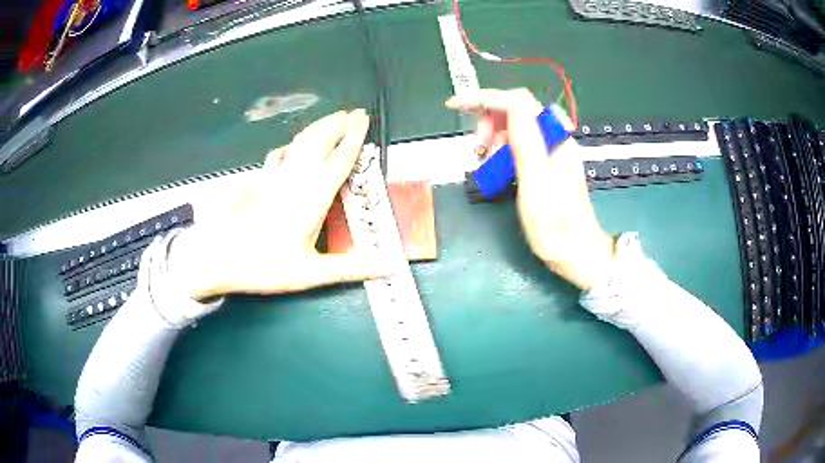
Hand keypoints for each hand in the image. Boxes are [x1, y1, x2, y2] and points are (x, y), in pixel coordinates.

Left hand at [168, 110, 382, 301]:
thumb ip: (349, 268)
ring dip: (319, 127)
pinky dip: (293, 143)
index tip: (363, 118)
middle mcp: (295, 180)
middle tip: (353, 112)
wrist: (217, 257)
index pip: (339, 158)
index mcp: (312, 197)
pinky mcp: (259, 181)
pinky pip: (280, 153)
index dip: (354, 136)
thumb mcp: (310, 273)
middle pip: (320, 140)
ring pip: (300, 141)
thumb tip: (387, 267)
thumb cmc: (264, 265)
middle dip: (338, 123)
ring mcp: (274, 177)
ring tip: (333, 119)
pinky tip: (292, 146)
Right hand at [446, 88, 613, 289]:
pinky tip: (496, 169)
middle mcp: (553, 139)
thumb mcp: (536, 182)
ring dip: (493, 139)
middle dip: (489, 122)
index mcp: (554, 138)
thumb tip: (510, 105)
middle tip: (478, 148)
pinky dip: (501, 153)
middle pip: (515, 111)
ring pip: (514, 129)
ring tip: (486, 164)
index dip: (485, 98)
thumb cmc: (556, 224)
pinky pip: (517, 147)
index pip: (517, 101)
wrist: (575, 252)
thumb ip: (525, 141)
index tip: (456, 106)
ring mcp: (549, 151)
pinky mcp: (544, 165)